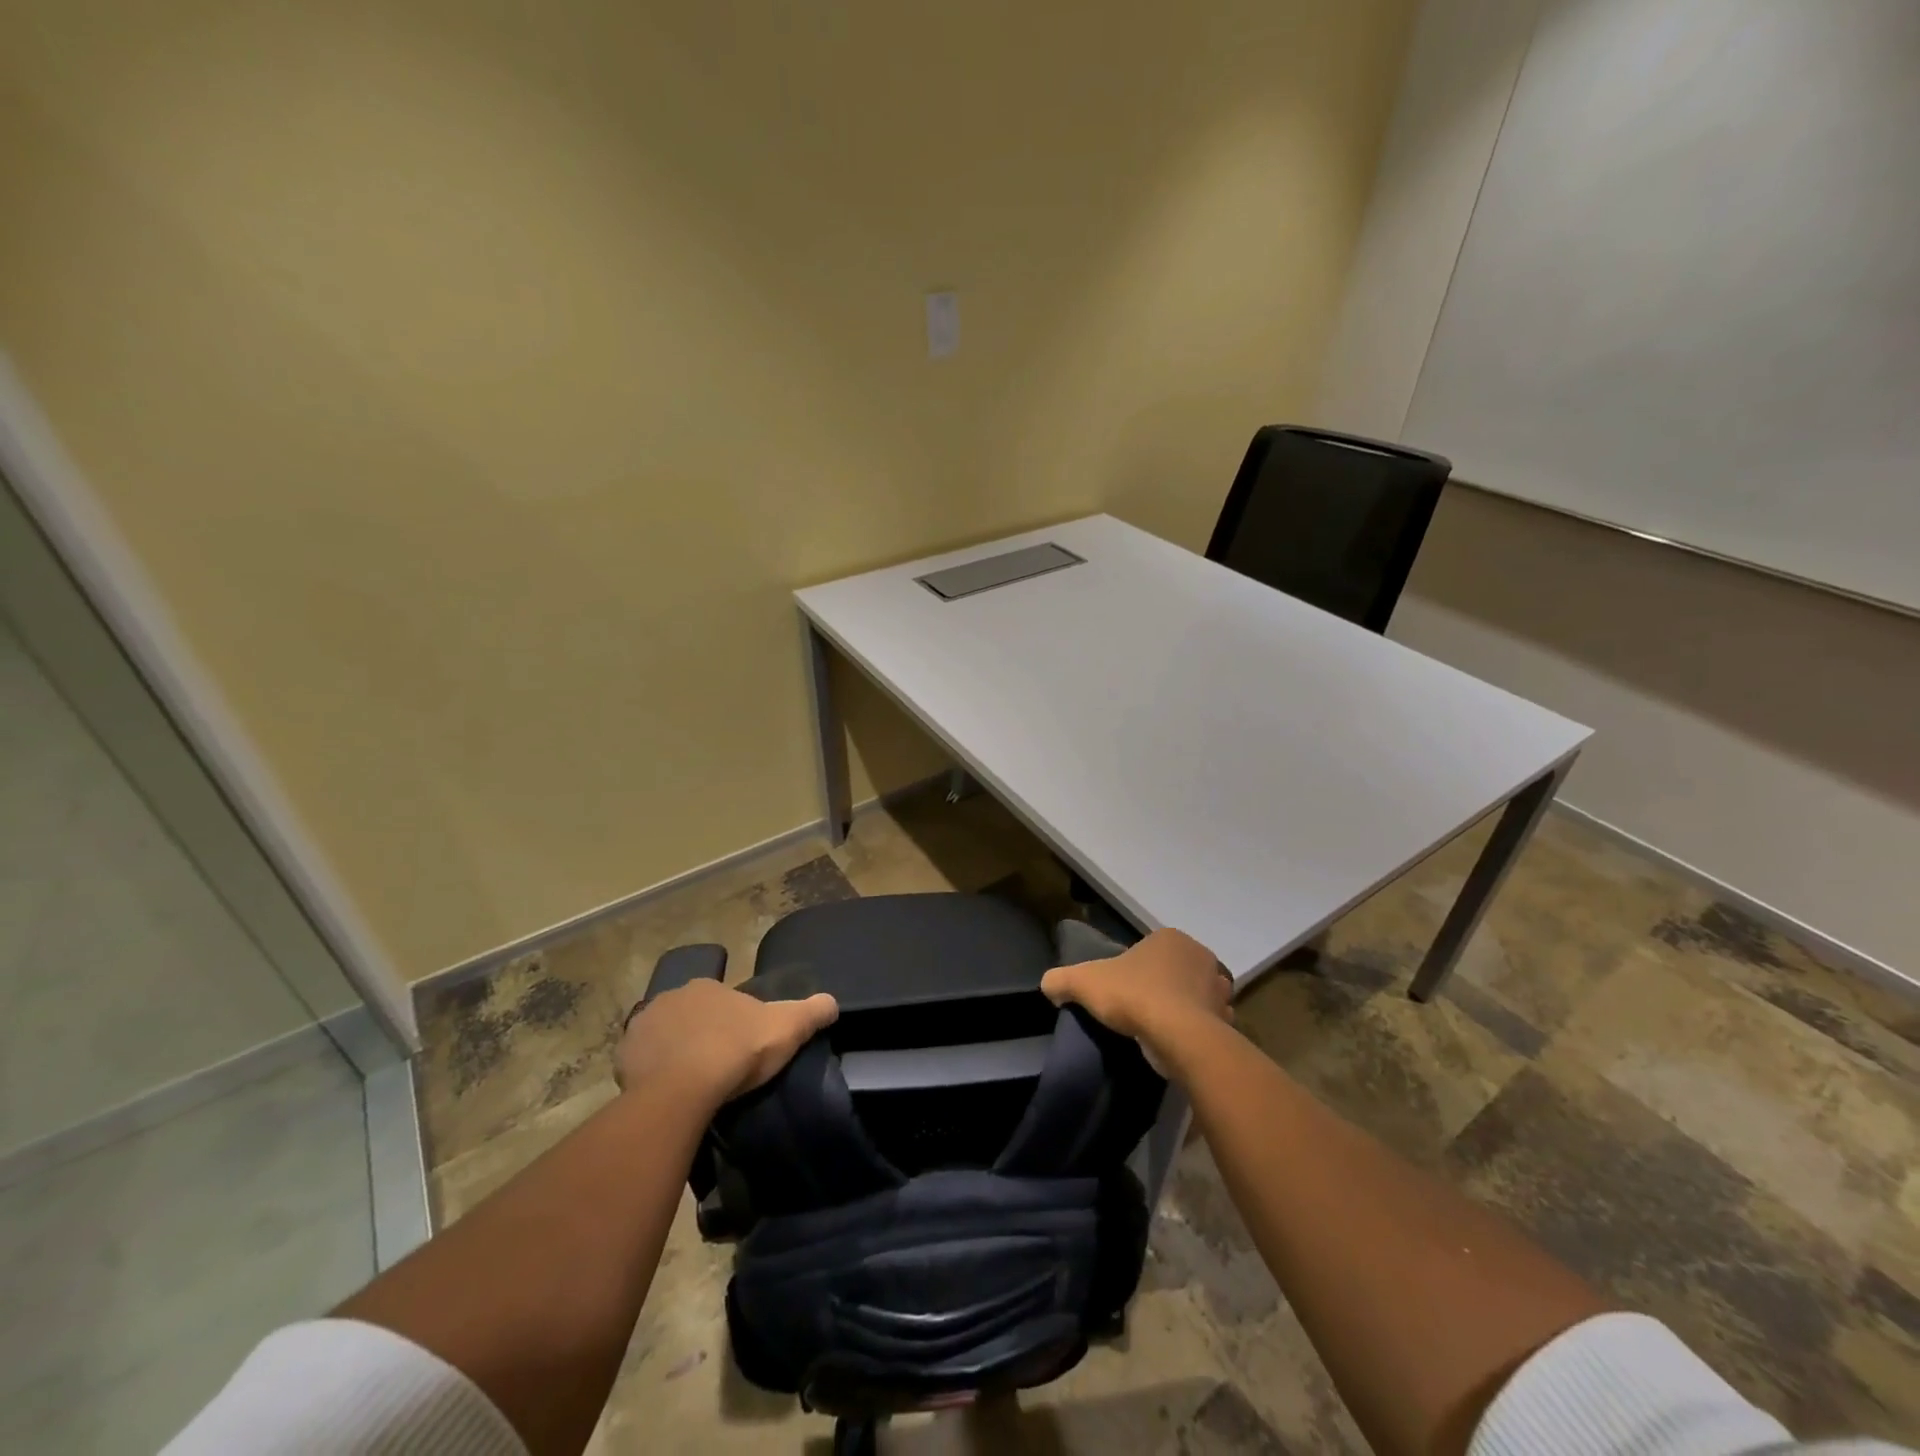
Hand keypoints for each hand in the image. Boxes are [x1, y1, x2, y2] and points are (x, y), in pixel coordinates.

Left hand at [617, 979, 838, 1107]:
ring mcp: (642, 1026)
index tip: (741, 1047)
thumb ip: (812, 1011)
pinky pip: (640, 1062)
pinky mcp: (623, 1058)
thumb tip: (833, 1003)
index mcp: (707, 987)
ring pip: (663, 1037)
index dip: (732, 1022)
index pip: (721, 1000)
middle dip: (700, 1033)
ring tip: (691, 1083)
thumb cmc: (737, 1051)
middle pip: (690, 1016)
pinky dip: (650, 1073)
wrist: (684, 1090)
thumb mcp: (787, 1027)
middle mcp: (671, 997)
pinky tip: (665, 1093)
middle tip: (716, 1065)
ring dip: (673, 1052)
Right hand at [1040, 928, 1232, 1077]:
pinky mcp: (1227, 1020)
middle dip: (1161, 986)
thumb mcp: (1084, 982)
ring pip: (1195, 996)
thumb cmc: (1133, 996)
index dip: (1134, 969)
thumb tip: (1048, 985)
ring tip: (1159, 1029)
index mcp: (1170, 938)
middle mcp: (1200, 956)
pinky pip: (1209, 1023)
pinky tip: (1178, 1043)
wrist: (1179, 1035)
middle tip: (1138, 1008)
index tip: (1121, 990)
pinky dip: (1196, 1031)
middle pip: (1174, 970)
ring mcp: (1218, 988)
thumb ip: (1062, 979)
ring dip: (1182, 1008)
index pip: (1149, 950)